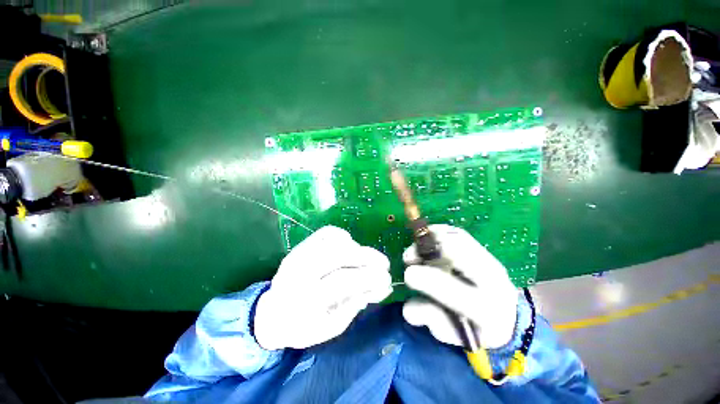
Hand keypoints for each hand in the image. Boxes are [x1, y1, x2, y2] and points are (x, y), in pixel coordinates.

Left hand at [254, 226, 391, 349]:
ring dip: (356, 248)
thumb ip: (354, 306)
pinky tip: (350, 246)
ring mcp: (299, 254)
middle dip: (367, 257)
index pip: (342, 281)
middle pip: (338, 254)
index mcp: (304, 299)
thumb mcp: (330, 328)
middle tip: (384, 263)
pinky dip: (342, 236)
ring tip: (366, 259)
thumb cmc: (302, 327)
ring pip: (333, 240)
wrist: (270, 314)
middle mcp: (299, 272)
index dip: (368, 277)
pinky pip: (326, 233)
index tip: (387, 279)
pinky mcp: (300, 245)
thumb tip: (379, 287)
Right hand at [402, 225, 518, 348]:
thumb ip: (429, 319)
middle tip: (408, 257)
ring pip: (460, 240)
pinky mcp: (484, 251)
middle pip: (462, 256)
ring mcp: (490, 262)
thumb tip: (408, 306)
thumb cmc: (474, 329)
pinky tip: (427, 239)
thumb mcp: (452, 334)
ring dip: (431, 240)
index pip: (458, 293)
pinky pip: (459, 234)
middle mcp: (494, 281)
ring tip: (416, 248)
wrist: (506, 317)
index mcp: (487, 310)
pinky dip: (439, 232)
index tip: (408, 274)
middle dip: (428, 252)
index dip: (430, 280)